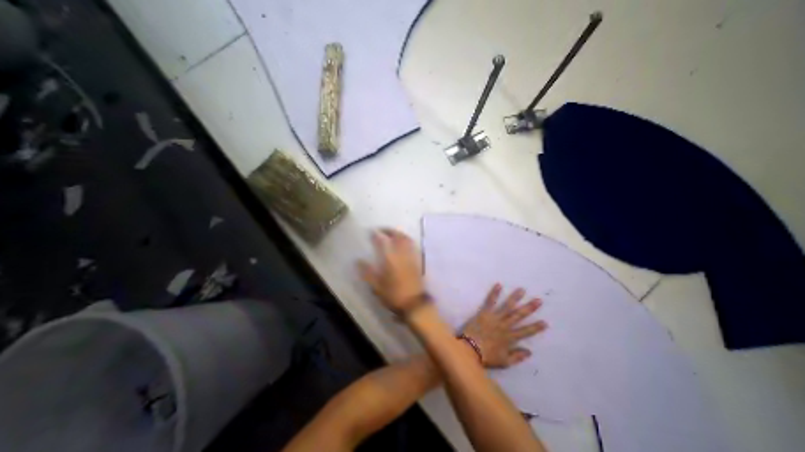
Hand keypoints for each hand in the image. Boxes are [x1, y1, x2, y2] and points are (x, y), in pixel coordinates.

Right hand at [355, 229, 423, 314]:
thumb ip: (367, 272)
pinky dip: (408, 240)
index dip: (378, 234)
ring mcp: (412, 257)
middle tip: (383, 229)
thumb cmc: (394, 295)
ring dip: (400, 233)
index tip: (372, 231)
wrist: (414, 304)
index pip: (384, 241)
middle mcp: (402, 254)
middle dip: (390, 230)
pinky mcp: (418, 261)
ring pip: (407, 239)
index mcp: (391, 259)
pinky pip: (413, 246)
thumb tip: (358, 261)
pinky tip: (405, 243)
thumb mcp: (377, 286)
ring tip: (393, 233)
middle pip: (398, 236)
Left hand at [459, 285, 547, 368]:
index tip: (545, 322)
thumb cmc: (487, 357)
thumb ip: (517, 357)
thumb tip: (530, 351)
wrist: (470, 349)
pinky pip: (490, 302)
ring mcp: (495, 318)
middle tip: (538, 300)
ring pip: (507, 306)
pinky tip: (499, 285)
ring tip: (522, 290)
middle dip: (529, 308)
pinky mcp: (484, 313)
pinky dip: (494, 293)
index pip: (526, 332)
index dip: (536, 327)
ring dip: (515, 298)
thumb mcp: (504, 362)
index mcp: (510, 338)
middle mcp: (505, 326)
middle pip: (519, 315)